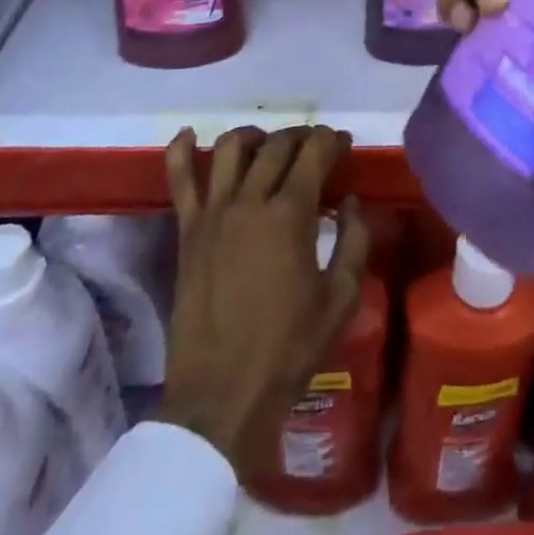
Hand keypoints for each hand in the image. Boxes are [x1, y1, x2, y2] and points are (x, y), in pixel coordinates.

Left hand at [156, 126, 370, 476]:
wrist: (221, 399)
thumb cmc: (288, 349)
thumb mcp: (340, 298)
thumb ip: (354, 241)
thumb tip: (350, 202)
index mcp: (290, 214)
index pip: (314, 151)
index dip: (332, 140)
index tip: (343, 145)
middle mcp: (250, 200)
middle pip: (278, 144)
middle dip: (302, 137)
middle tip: (316, 149)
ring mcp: (213, 213)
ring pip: (232, 148)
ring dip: (256, 136)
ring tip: (268, 145)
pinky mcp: (187, 232)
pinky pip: (180, 180)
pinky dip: (182, 151)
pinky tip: (190, 135)